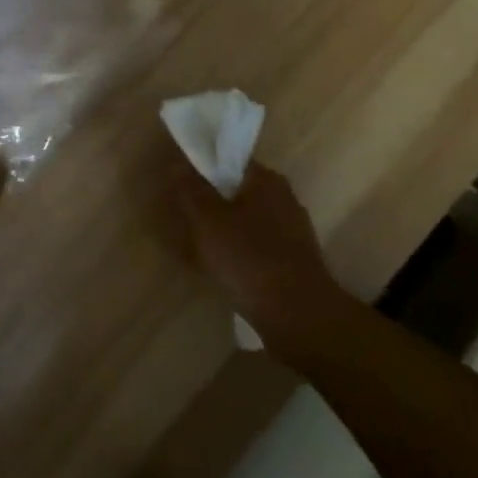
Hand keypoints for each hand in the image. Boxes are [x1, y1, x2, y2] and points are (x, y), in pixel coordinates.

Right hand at [171, 154, 353, 368]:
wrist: (298, 316)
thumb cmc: (248, 258)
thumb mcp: (207, 219)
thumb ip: (191, 189)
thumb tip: (178, 164)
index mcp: (266, 180)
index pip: (229, 161)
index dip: (203, 170)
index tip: (182, 186)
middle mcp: (284, 199)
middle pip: (238, 192)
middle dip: (212, 204)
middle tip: (185, 219)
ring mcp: (293, 232)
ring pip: (247, 222)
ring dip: (224, 231)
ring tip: (198, 249)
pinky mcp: (295, 262)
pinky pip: (257, 248)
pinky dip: (238, 254)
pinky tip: (221, 271)